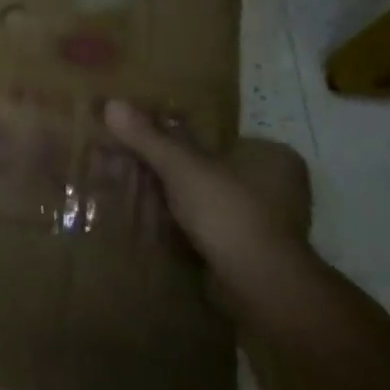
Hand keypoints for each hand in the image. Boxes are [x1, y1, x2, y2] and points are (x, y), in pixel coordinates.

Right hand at [105, 100, 314, 309]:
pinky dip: (181, 222)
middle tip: (128, 165)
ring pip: (205, 197)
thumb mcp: (182, 167)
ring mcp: (266, 221)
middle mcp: (277, 185)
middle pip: (207, 167)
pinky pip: (207, 225)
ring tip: (130, 191)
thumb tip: (112, 103)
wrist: (260, 286)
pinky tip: (150, 221)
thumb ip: (147, 137)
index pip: (214, 136)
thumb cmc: (229, 213)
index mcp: (272, 156)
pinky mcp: (251, 249)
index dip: (175, 136)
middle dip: (169, 169)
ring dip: (172, 198)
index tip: (140, 140)